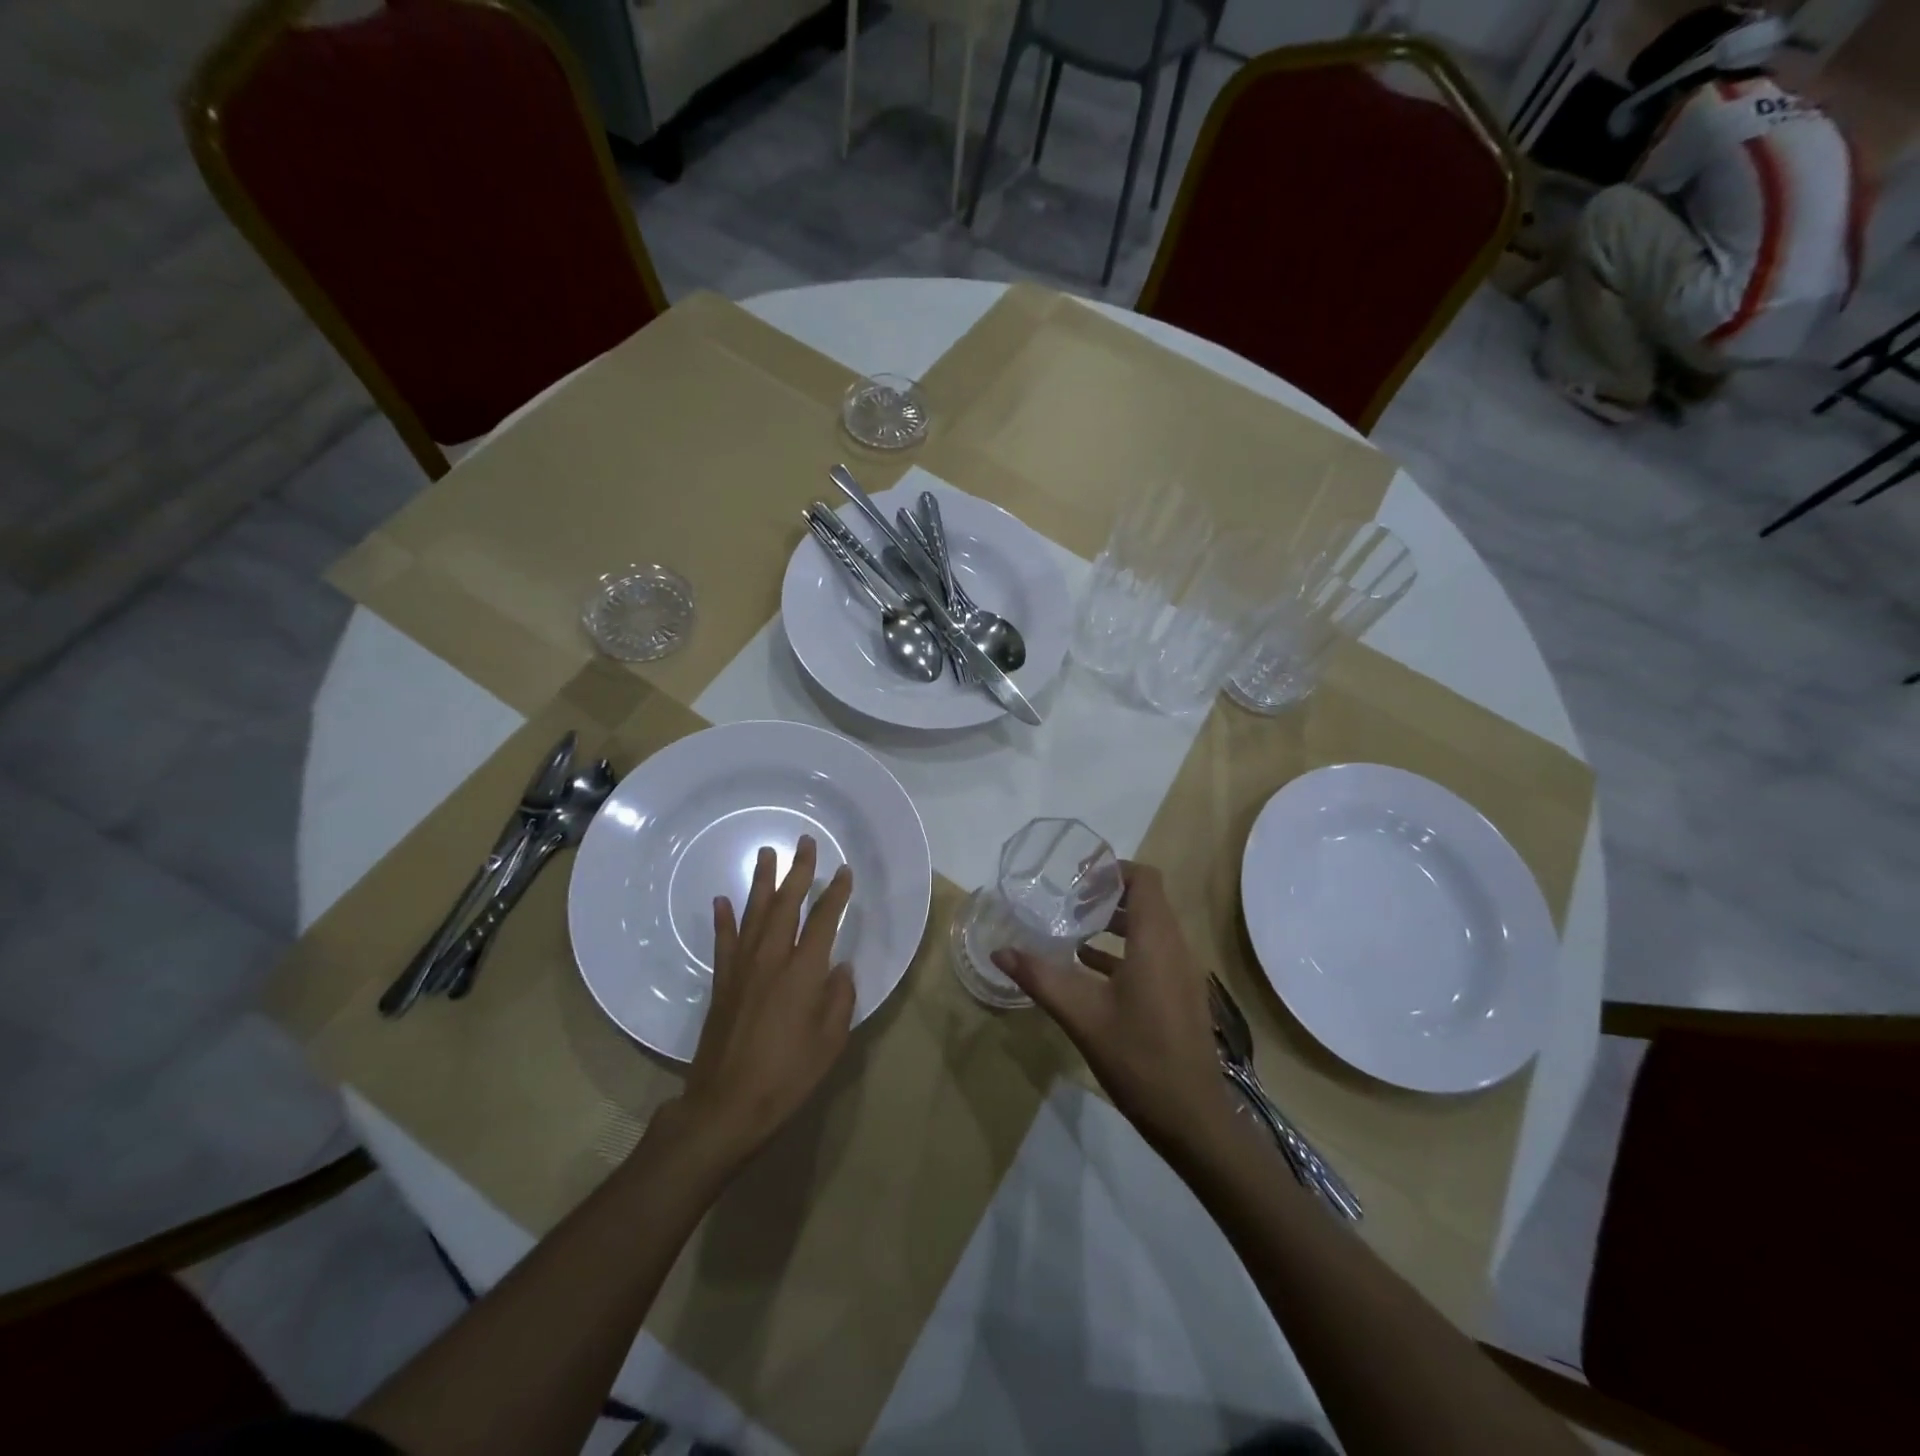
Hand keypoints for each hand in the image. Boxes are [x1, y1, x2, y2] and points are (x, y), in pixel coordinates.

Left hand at [679, 835, 854, 1169]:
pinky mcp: (722, 983)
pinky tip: (722, 900)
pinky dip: (723, 919)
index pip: (824, 920)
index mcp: (804, 972)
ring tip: (766, 854)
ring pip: (754, 913)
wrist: (726, 1105)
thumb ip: (839, 999)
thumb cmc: (787, 1076)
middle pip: (786, 904)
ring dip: (762, 882)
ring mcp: (742, 968)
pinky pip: (724, 941)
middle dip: (798, 871)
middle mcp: (772, 959)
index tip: (844, 872)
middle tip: (804, 843)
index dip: (836, 894)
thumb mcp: (830, 1042)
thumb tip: (841, 969)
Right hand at [991, 863, 1234, 1158]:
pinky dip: (1124, 950)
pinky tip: (1089, 966)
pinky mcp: (1180, 995)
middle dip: (1107, 894)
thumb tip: (1000, 951)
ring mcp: (1182, 972)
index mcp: (1155, 941)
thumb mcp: (1081, 1015)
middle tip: (1067, 898)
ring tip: (1073, 926)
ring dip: (1115, 922)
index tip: (1078, 874)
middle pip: (1146, 901)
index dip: (1113, 869)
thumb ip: (1040, 977)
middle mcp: (1175, 947)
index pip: (1144, 880)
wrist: (1192, 1117)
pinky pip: (1153, 954)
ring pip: (1149, 929)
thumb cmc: (1139, 1057)